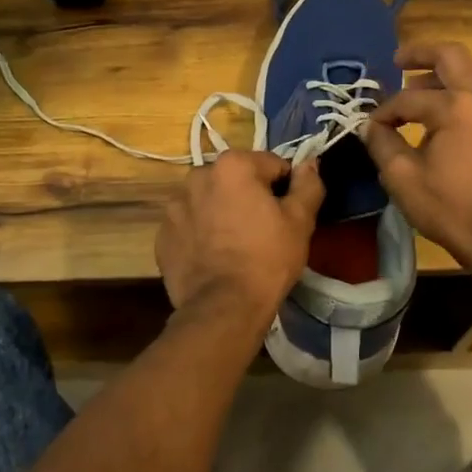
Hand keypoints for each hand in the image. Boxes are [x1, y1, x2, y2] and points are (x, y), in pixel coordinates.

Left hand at [155, 151, 325, 325]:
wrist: (223, 308)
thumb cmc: (267, 258)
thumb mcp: (300, 221)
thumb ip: (308, 184)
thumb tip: (309, 163)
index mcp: (233, 165)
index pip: (271, 165)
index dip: (285, 189)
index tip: (287, 215)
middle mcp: (198, 176)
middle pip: (236, 179)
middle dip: (249, 196)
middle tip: (262, 230)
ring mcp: (174, 206)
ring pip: (210, 200)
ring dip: (222, 212)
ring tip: (235, 245)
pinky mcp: (163, 234)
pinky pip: (190, 224)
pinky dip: (201, 233)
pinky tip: (214, 256)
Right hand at [361, 42, 471, 273]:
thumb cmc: (450, 208)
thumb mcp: (402, 178)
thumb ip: (382, 143)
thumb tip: (371, 126)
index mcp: (456, 107)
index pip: (409, 97)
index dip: (384, 110)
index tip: (371, 128)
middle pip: (452, 57)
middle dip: (421, 54)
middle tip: (398, 61)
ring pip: (470, 83)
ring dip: (441, 85)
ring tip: (416, 104)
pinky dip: (459, 108)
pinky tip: (444, 135)